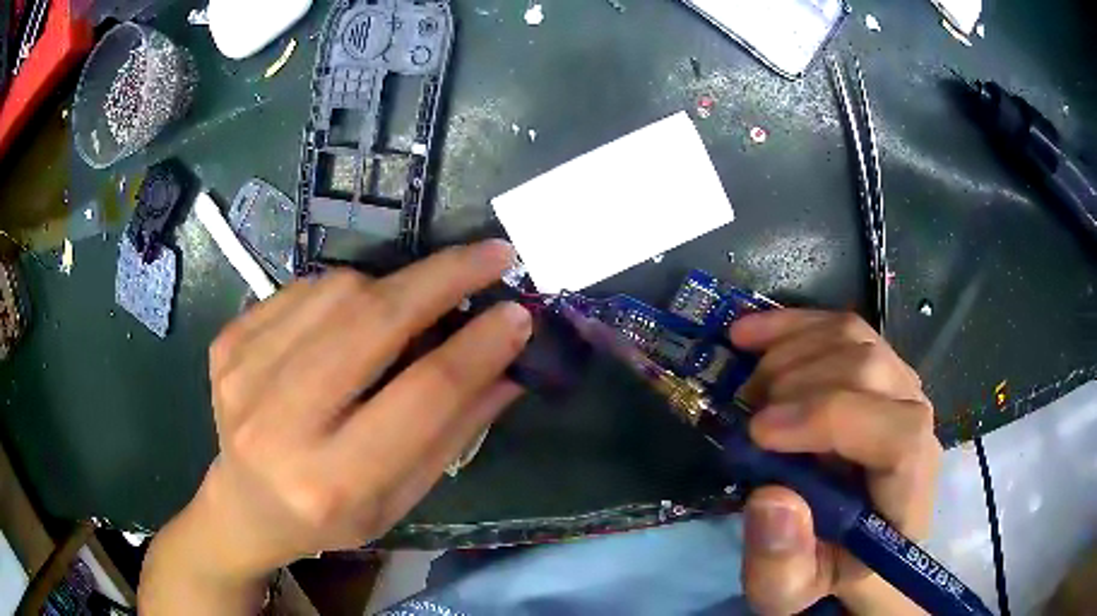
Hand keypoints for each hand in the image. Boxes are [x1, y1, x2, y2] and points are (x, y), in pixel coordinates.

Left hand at [140, 241, 530, 609]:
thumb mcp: (401, 498)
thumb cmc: (330, 517)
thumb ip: (454, 430)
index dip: (478, 347)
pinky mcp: (227, 343)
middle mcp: (279, 424)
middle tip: (491, 255)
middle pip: (372, 323)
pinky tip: (351, 317)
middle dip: (443, 278)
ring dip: (392, 284)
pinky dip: (343, 291)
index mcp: (333, 481)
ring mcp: (243, 373)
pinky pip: (301, 289)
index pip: (422, 395)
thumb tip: (510, 363)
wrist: (245, 505)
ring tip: (415, 301)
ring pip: (337, 292)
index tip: (517, 312)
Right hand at [730, 310, 941, 615]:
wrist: (851, 542)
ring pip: (854, 337)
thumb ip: (782, 564)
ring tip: (749, 391)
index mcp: (909, 488)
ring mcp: (900, 386)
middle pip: (872, 370)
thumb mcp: (792, 590)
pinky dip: (791, 325)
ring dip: (788, 354)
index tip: (760, 433)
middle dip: (796, 384)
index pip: (899, 432)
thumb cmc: (828, 568)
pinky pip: (841, 327)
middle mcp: (916, 423)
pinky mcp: (877, 368)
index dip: (831, 418)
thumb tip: (772, 497)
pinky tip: (750, 335)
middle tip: (745, 415)